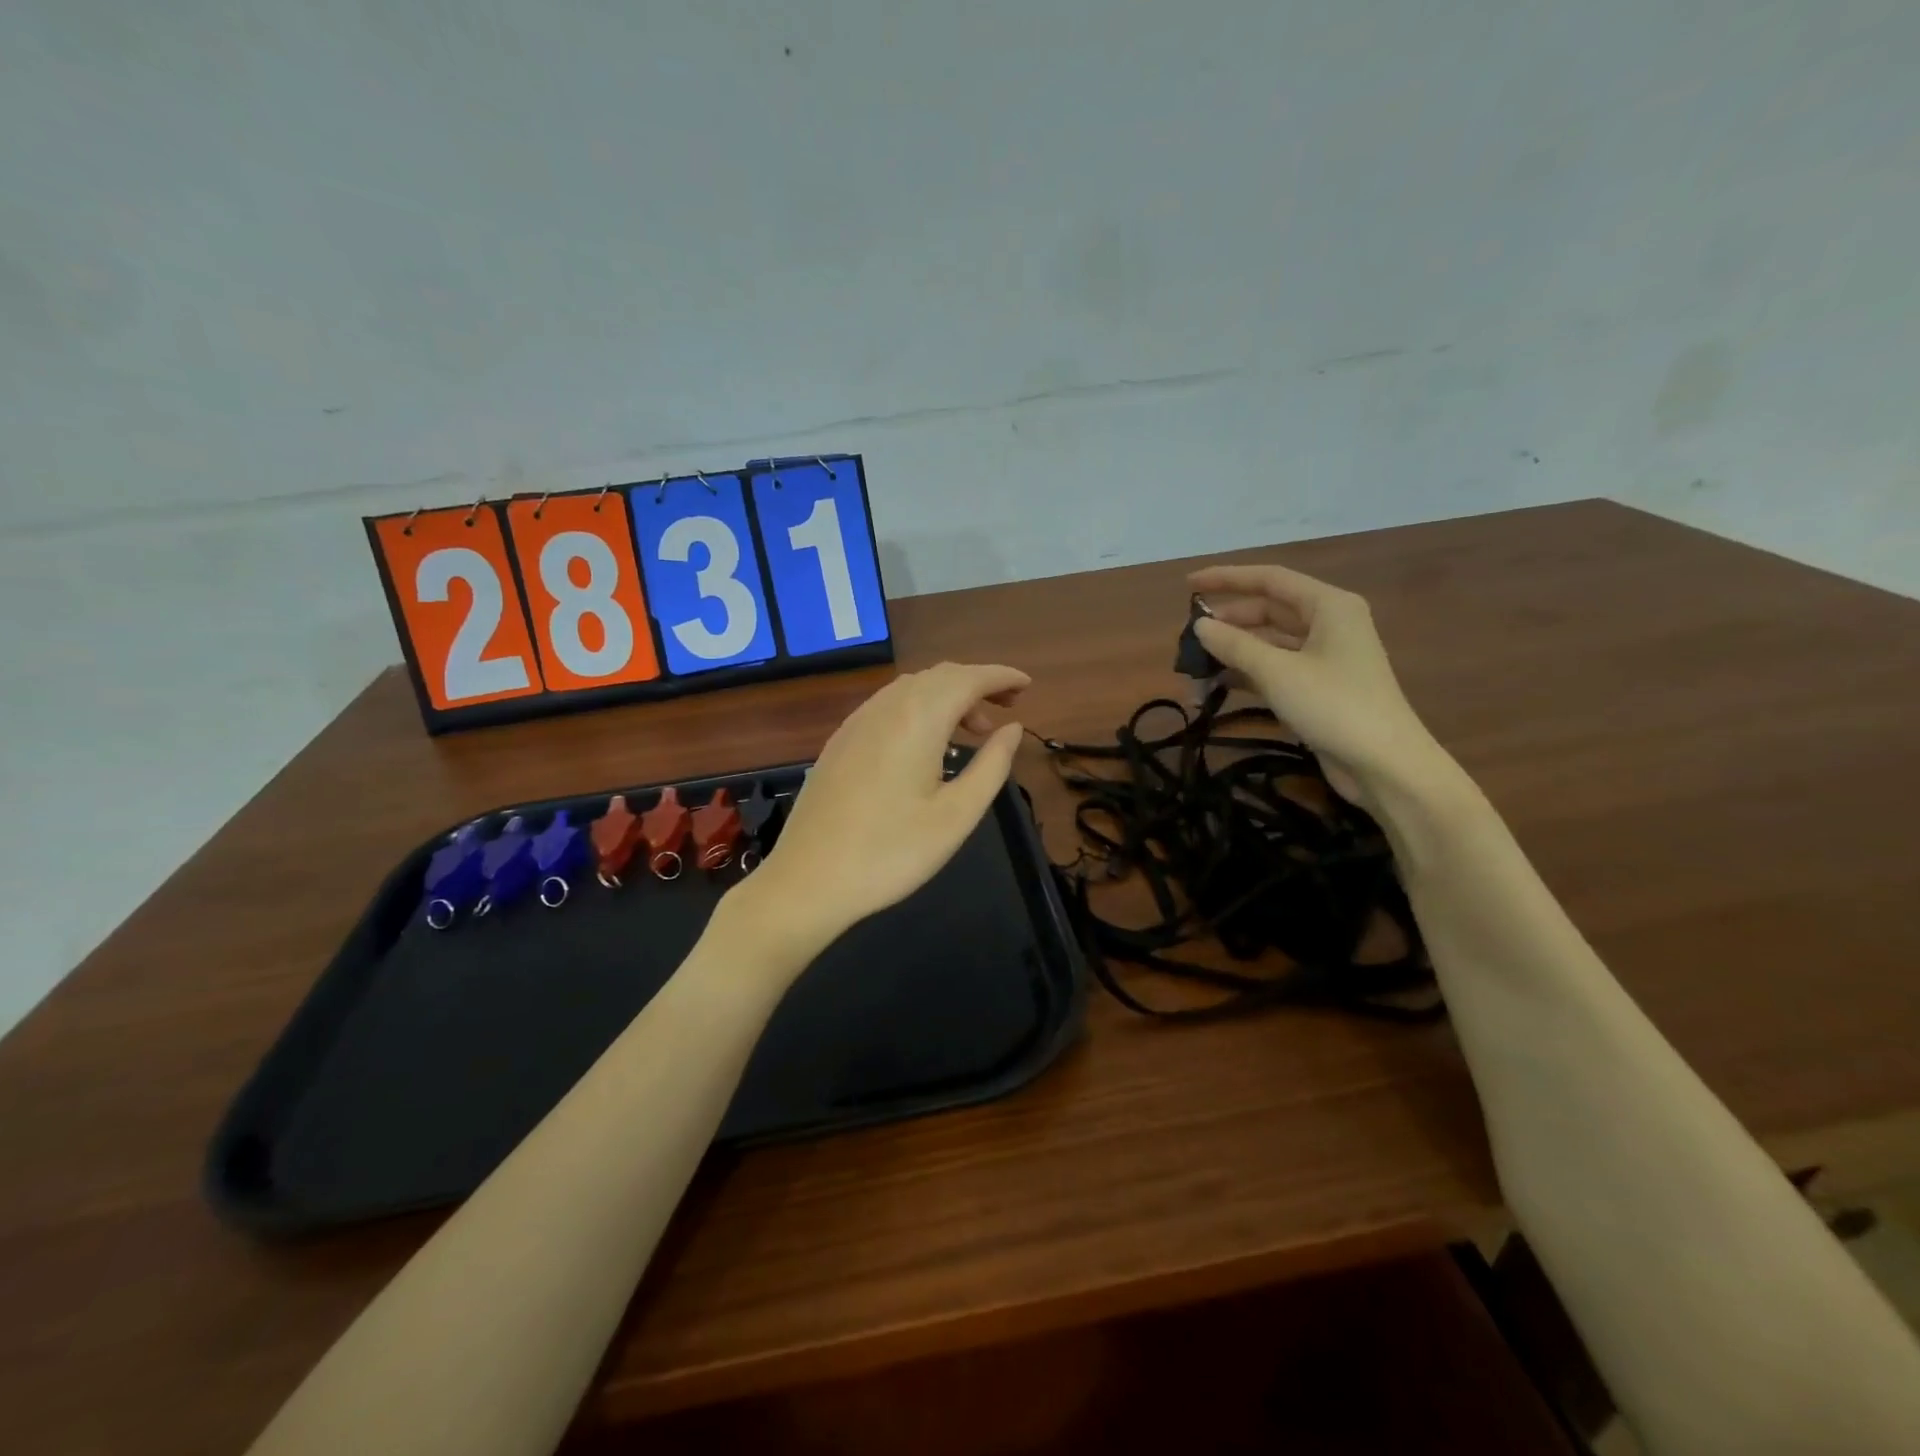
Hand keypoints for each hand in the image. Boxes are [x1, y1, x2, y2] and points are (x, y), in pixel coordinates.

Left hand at [737, 662, 1028, 958]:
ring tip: (972, 731)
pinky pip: (889, 706)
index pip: (968, 679)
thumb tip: (1013, 728)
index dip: (1001, 676)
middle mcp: (885, 708)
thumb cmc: (892, 852)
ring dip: (947, 697)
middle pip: (939, 676)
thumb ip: (991, 765)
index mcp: (918, 719)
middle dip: (977, 684)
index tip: (1027, 686)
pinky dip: (919, 709)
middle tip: (1006, 710)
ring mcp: (857, 722)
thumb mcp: (957, 815)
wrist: (808, 880)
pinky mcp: (840, 741)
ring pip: (911, 689)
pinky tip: (926, 744)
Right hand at [1189, 563, 1448, 808]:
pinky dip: (1247, 673)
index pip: (1269, 579)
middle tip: (1189, 638)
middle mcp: (1329, 624)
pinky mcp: (1318, 687)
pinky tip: (1218, 685)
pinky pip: (1275, 669)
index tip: (1188, 585)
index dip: (1226, 579)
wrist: (1384, 764)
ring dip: (1234, 652)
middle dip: (1228, 622)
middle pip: (1268, 610)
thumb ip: (1234, 645)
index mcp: (1328, 606)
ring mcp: (1325, 657)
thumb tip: (1199, 626)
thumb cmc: (1334, 706)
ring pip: (1269, 642)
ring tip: (1196, 665)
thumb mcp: (1278, 672)